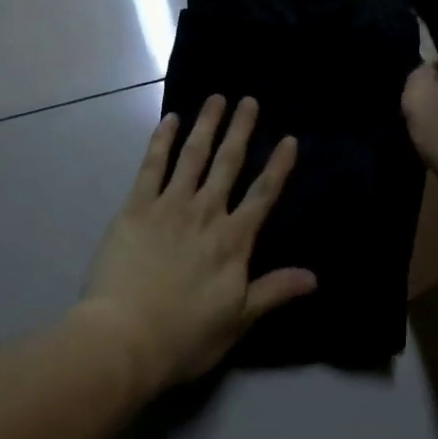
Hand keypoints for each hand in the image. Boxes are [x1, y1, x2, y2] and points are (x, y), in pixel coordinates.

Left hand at [80, 96, 315, 394]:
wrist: (124, 339)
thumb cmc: (184, 336)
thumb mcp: (237, 320)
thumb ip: (274, 291)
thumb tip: (313, 276)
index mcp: (233, 241)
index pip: (263, 195)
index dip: (278, 166)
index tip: (288, 139)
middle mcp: (205, 213)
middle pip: (228, 164)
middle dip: (241, 130)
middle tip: (249, 100)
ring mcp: (169, 206)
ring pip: (193, 156)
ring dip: (206, 125)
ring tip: (216, 99)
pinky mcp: (136, 207)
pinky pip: (152, 166)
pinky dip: (162, 141)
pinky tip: (170, 120)